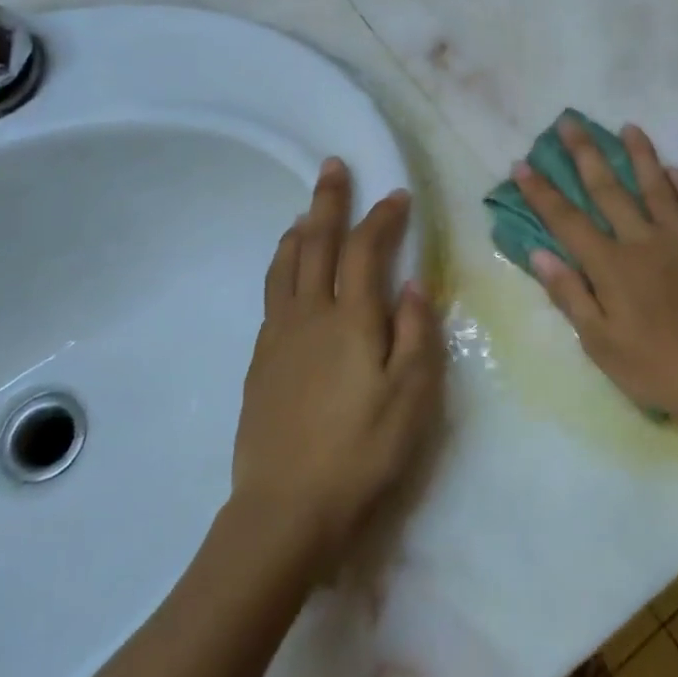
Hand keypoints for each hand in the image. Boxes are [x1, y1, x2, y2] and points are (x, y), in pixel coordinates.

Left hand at [232, 158, 443, 573]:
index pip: (366, 250)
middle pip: (317, 244)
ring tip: (307, 213)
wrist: (286, 510)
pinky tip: (288, 275)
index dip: (382, 217)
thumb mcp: (412, 397)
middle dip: (329, 202)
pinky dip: (282, 267)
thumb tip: (415, 284)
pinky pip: (272, 295)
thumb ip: (417, 334)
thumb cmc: (362, 452)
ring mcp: (278, 337)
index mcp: (351, 320)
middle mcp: (309, 315)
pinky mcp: (260, 363)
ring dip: (300, 231)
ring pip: (285, 266)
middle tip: (333, 167)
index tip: (397, 195)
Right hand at [513, 119, 677, 439]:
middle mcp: (644, 240)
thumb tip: (538, 252)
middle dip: (585, 153)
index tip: (522, 163)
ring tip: (628, 127)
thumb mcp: (601, 344)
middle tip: (569, 122)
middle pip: (608, 188)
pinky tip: (677, 171)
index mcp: (611, 266)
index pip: (567, 220)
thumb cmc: (657, 369)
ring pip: (656, 185)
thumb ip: (570, 294)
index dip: (541, 191)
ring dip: (640, 154)